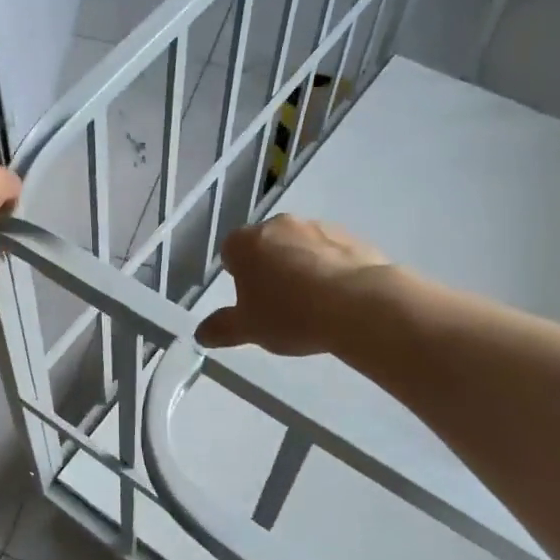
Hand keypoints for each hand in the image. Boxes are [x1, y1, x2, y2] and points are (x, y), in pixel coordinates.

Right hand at [196, 214, 390, 356]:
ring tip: (314, 304)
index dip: (238, 276)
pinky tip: (339, 298)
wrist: (358, 305)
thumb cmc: (290, 314)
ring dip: (301, 266)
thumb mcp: (249, 329)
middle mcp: (278, 225)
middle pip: (266, 245)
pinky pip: (331, 253)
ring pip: (300, 246)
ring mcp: (317, 227)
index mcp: (245, 243)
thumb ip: (222, 328)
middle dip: (269, 268)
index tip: (250, 300)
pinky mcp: (351, 237)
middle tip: (280, 304)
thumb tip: (201, 333)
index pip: (230, 252)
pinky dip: (330, 269)